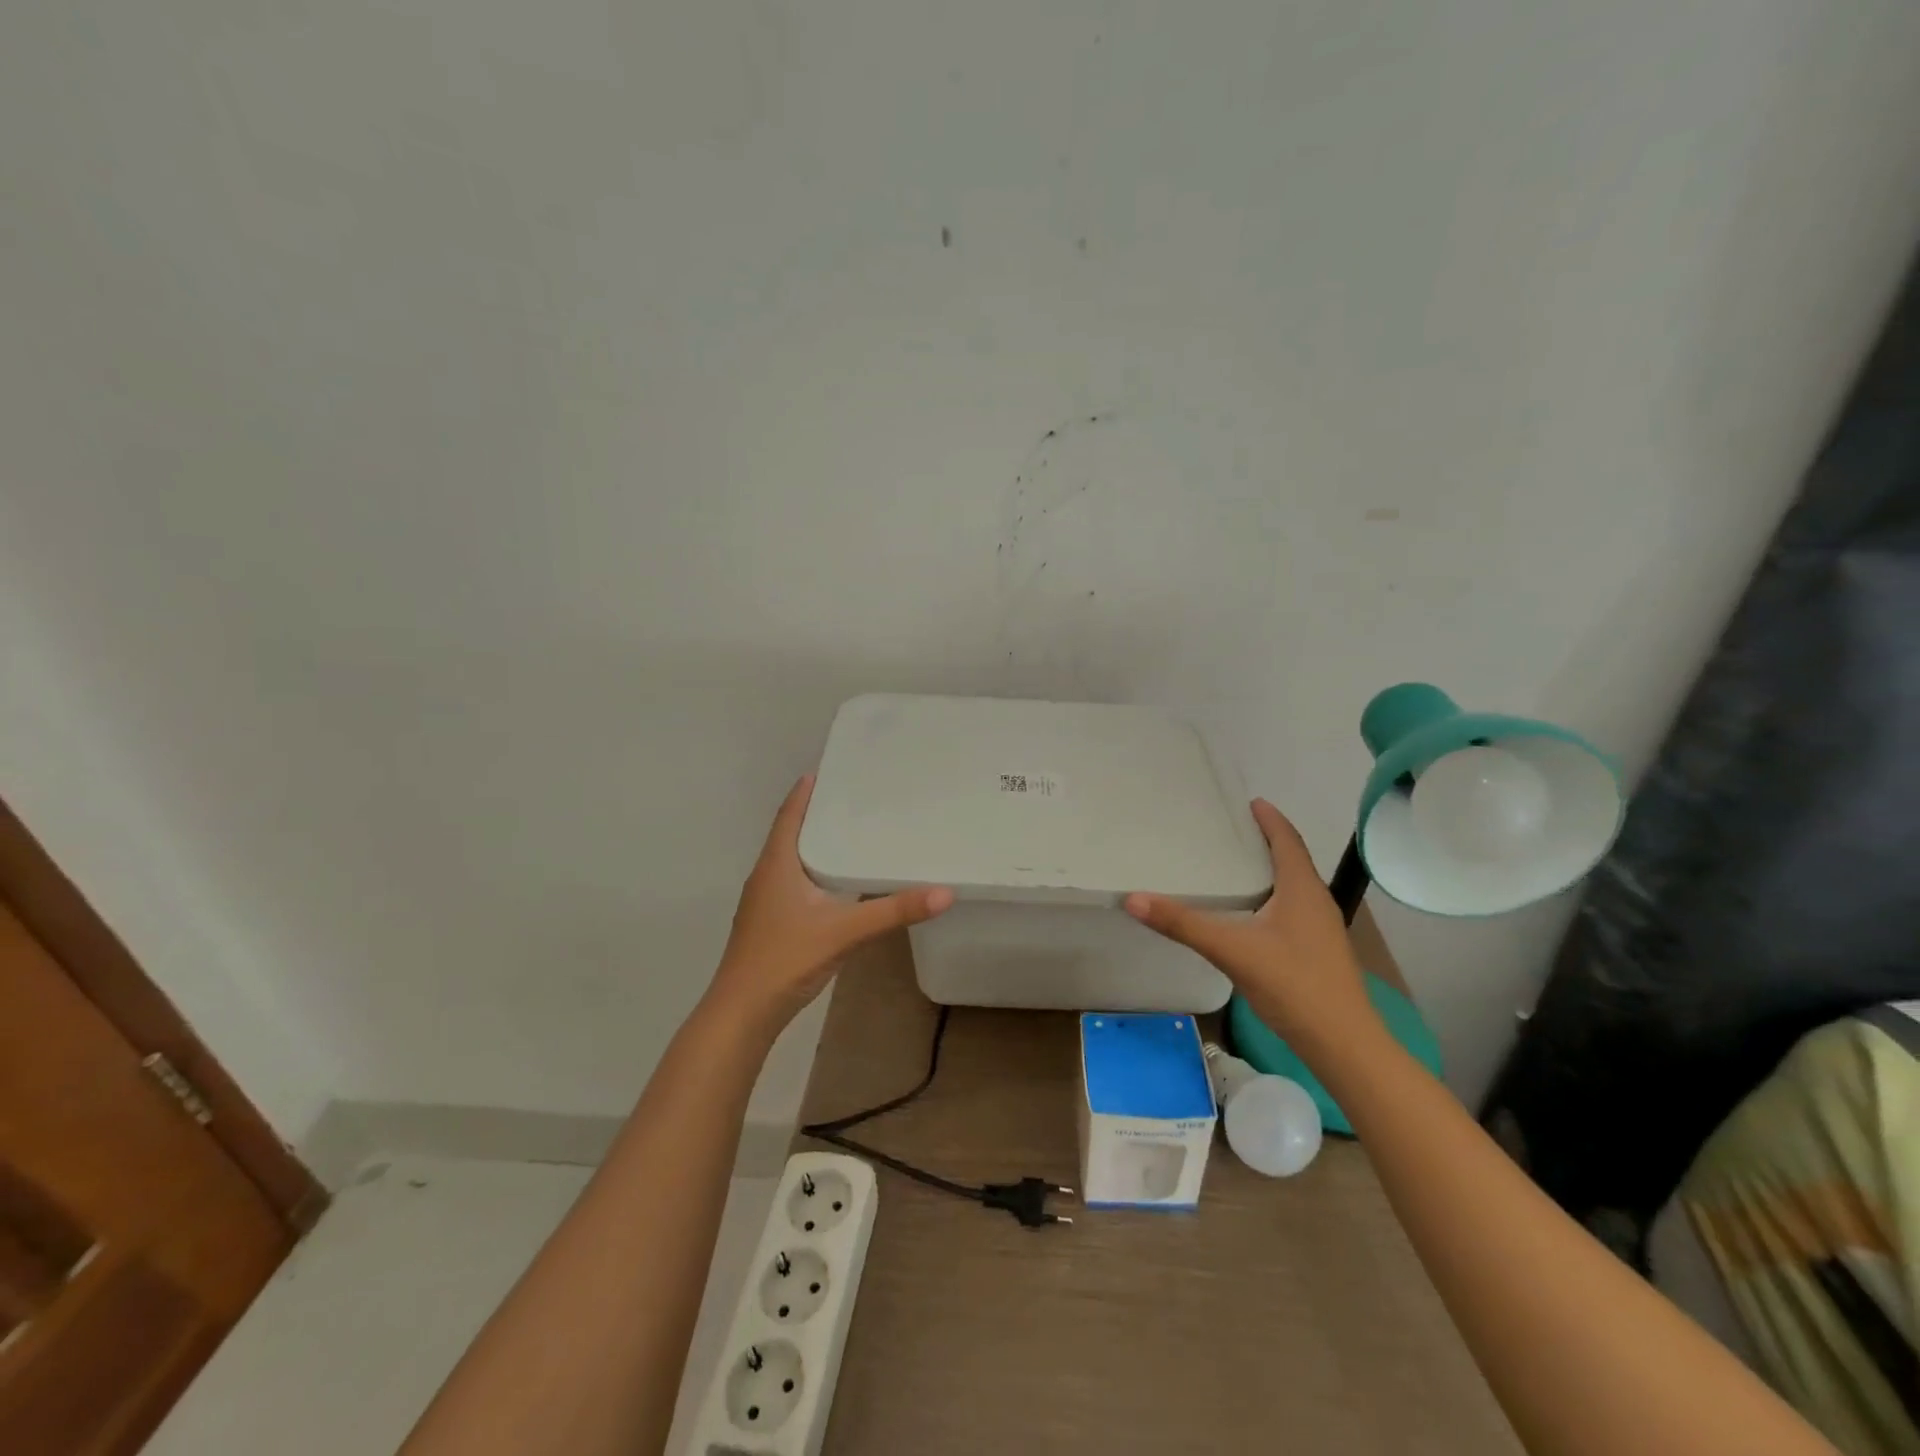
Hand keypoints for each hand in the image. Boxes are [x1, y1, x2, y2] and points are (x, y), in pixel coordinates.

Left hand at [705, 775, 953, 1033]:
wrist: (742, 1013)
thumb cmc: (786, 960)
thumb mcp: (845, 932)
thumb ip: (893, 912)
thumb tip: (944, 892)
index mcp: (776, 865)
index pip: (790, 814)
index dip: (805, 792)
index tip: (828, 770)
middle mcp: (766, 876)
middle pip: (790, 834)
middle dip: (817, 815)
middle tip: (854, 800)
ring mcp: (763, 902)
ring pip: (790, 861)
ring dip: (814, 845)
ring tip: (850, 835)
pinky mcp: (768, 924)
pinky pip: (792, 883)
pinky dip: (813, 872)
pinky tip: (835, 885)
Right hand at [1124, 798, 1376, 1057]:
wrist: (1343, 1044)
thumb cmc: (1294, 985)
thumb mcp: (1233, 950)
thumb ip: (1183, 924)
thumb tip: (1134, 899)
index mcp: (1302, 890)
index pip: (1287, 841)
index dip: (1270, 819)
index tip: (1250, 801)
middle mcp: (1315, 902)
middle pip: (1292, 859)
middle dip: (1266, 841)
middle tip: (1232, 830)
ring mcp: (1320, 929)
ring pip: (1293, 886)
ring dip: (1269, 870)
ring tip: (1236, 865)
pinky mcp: (1317, 951)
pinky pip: (1292, 908)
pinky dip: (1271, 896)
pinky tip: (1249, 913)